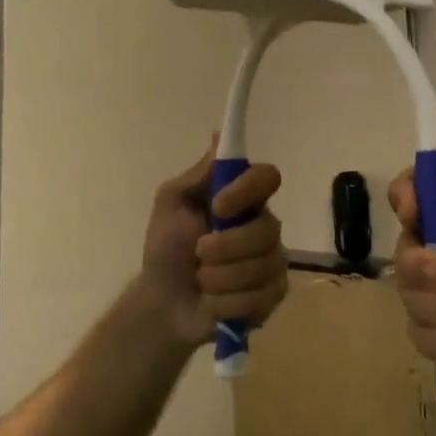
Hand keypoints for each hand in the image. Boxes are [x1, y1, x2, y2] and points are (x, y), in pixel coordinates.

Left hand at [138, 146, 287, 349]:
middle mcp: (264, 224)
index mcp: (243, 197)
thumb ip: (200, 173)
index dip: (247, 190)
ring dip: (220, 278)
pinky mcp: (273, 295)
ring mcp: (273, 260)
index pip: (268, 177)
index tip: (218, 205)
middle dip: (226, 247)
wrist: (162, 302)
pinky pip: (260, 297)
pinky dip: (228, 302)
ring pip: (262, 266)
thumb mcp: (172, 202)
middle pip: (268, 229)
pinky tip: (213, 301)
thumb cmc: (166, 246)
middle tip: (198, 253)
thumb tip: (220, 133)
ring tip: (202, 280)